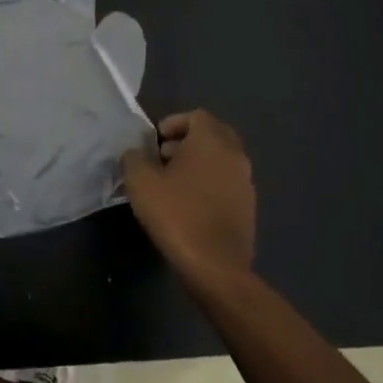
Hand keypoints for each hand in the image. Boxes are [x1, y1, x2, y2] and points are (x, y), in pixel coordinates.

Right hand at [121, 110, 255, 290]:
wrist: (215, 265)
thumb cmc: (177, 214)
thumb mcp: (140, 182)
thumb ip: (133, 158)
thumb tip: (135, 154)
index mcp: (212, 142)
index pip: (197, 116)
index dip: (174, 122)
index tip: (155, 141)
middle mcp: (235, 156)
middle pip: (213, 135)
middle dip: (188, 141)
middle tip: (163, 157)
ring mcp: (246, 183)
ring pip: (222, 160)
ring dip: (199, 163)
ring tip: (173, 183)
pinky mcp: (248, 208)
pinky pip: (227, 183)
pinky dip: (209, 183)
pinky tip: (189, 205)